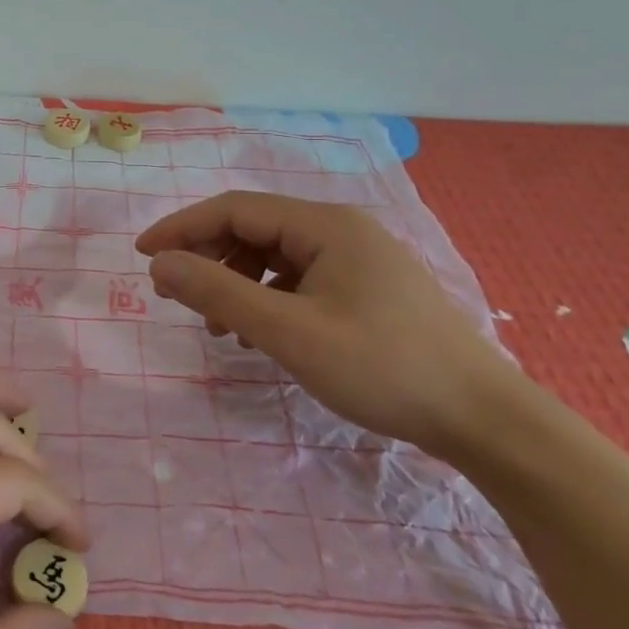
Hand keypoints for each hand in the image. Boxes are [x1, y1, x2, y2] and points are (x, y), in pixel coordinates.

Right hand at [136, 193, 509, 457]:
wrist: (484, 420)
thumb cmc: (383, 367)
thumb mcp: (289, 333)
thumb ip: (219, 293)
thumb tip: (160, 264)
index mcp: (325, 225)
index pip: (234, 209)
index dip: (182, 228)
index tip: (143, 257)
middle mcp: (340, 230)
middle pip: (253, 229)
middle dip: (207, 258)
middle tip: (173, 295)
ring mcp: (356, 259)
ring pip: (273, 257)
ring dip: (235, 283)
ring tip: (216, 327)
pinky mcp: (365, 289)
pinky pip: (298, 280)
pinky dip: (266, 300)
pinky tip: (259, 335)